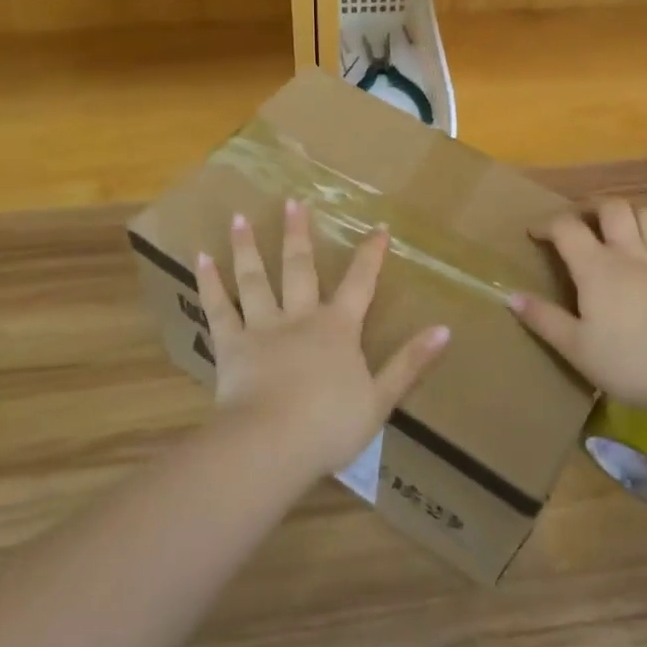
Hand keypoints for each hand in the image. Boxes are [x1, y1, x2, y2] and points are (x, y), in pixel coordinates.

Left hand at [196, 201, 449, 478]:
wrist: (273, 444)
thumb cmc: (330, 425)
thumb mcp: (381, 399)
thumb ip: (410, 362)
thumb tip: (445, 329)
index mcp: (338, 329)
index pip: (360, 283)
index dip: (371, 255)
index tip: (378, 227)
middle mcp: (300, 317)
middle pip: (300, 268)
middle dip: (299, 234)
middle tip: (293, 202)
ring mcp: (262, 328)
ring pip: (255, 279)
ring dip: (247, 247)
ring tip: (239, 217)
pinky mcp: (231, 346)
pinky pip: (219, 309)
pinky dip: (210, 283)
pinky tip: (201, 258)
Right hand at [509, 198, 646, 415]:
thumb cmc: (630, 362)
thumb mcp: (576, 347)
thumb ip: (543, 319)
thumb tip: (510, 295)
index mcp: (596, 267)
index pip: (567, 227)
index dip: (547, 223)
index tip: (535, 232)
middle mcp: (629, 252)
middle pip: (610, 207)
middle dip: (590, 208)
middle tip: (580, 225)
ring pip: (646, 214)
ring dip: (628, 215)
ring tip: (618, 231)